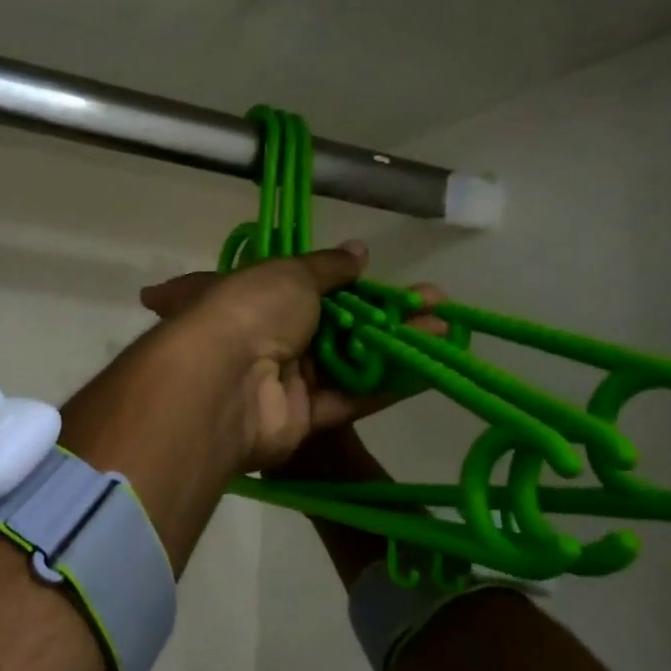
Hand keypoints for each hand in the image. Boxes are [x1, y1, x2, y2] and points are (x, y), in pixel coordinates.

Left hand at [139, 246, 446, 471]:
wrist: (224, 382)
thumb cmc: (251, 310)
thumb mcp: (290, 273)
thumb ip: (327, 267)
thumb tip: (358, 250)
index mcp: (248, 296)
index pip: (297, 286)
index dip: (339, 281)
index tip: (375, 274)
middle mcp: (263, 337)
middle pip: (330, 325)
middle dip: (382, 313)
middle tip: (434, 301)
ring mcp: (281, 381)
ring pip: (347, 362)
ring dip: (395, 345)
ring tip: (447, 326)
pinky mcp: (301, 420)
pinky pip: (350, 398)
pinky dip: (389, 384)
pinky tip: (433, 366)